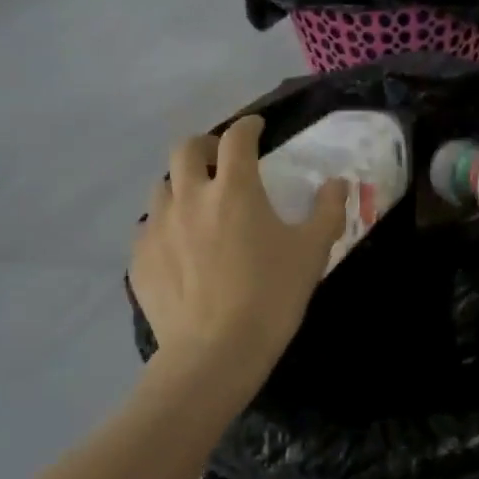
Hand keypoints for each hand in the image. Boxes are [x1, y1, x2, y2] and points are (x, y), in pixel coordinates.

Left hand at [132, 117, 347, 393]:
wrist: (215, 352)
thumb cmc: (271, 296)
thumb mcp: (311, 252)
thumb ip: (327, 211)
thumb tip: (337, 183)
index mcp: (234, 189)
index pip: (237, 138)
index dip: (249, 126)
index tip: (257, 128)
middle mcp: (190, 197)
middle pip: (186, 149)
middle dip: (205, 145)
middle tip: (220, 159)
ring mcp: (159, 227)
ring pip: (162, 187)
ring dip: (182, 185)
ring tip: (198, 205)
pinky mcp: (140, 258)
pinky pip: (149, 228)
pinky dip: (165, 226)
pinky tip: (179, 247)